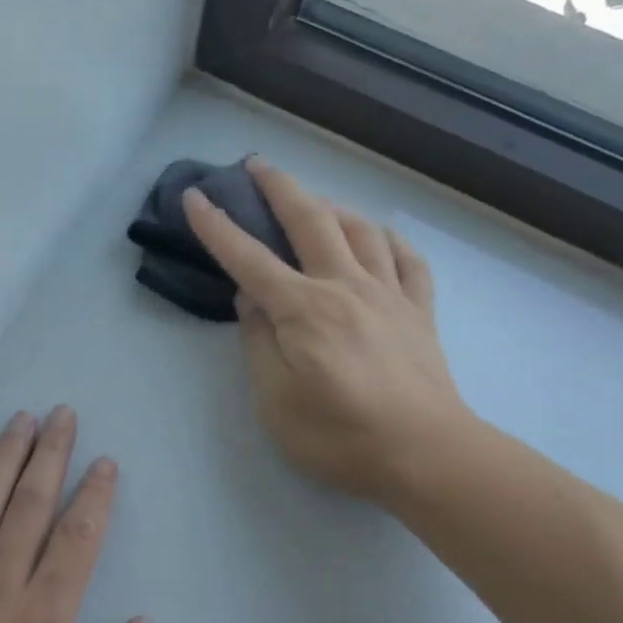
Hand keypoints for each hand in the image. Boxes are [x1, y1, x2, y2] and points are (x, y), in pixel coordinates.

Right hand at [183, 158, 472, 509]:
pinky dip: (388, 238)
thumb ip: (258, 342)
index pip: (248, 258)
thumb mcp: (276, 400)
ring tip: (313, 200)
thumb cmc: (340, 436)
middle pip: (310, 220)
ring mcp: (389, 295)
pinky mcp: (420, 311)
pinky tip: (377, 235)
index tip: (193, 196)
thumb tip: (250, 298)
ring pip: (360, 229)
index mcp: (304, 309)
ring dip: (331, 205)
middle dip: (278, 186)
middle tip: (256, 165)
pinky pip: (407, 259)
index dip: (216, 226)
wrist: (429, 457)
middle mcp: (345, 287)